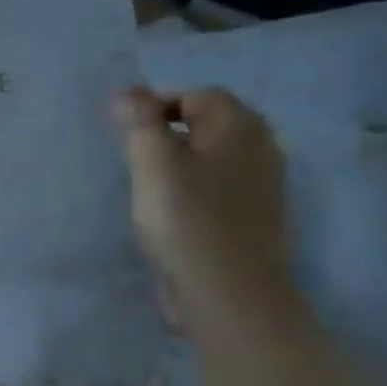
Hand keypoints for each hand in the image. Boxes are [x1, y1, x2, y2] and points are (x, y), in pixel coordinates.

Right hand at [113, 86, 296, 329]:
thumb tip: (127, 92)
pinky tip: (171, 215)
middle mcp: (260, 147)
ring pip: (212, 159)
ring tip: (147, 189)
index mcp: (240, 126)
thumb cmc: (186, 221)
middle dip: (167, 135)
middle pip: (206, 125)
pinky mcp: (254, 217)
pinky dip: (193, 191)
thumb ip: (139, 122)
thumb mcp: (153, 164)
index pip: (194, 96)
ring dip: (179, 165)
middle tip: (132, 161)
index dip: (155, 106)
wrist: (229, 293)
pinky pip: (218, 189)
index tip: (123, 135)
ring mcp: (262, 185)